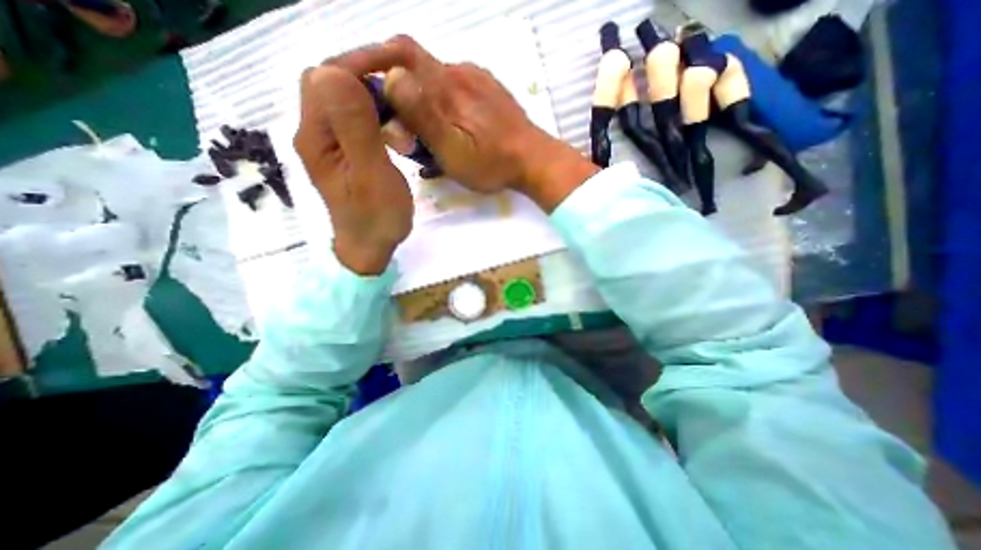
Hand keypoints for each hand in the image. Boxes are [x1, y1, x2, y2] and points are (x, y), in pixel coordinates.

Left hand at [291, 64, 413, 275]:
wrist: (370, 247)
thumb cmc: (376, 218)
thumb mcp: (371, 176)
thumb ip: (355, 128)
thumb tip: (335, 72)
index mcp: (316, 136)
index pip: (327, 78)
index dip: (359, 64)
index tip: (397, 69)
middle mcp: (314, 133)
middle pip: (331, 83)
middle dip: (367, 78)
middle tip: (403, 93)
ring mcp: (328, 143)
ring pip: (344, 99)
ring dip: (374, 98)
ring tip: (402, 117)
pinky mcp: (343, 152)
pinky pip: (354, 118)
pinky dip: (375, 114)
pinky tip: (394, 129)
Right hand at [323, 36, 598, 209]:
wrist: (535, 162)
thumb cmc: (494, 163)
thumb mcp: (454, 150)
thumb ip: (423, 116)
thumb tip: (390, 77)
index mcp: (448, 85)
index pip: (399, 53)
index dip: (370, 58)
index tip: (350, 77)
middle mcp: (460, 73)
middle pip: (414, 67)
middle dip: (394, 90)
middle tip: (391, 124)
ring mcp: (476, 81)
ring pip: (433, 82)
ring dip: (418, 103)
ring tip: (418, 136)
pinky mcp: (488, 93)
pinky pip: (453, 91)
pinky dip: (438, 106)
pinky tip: (443, 129)